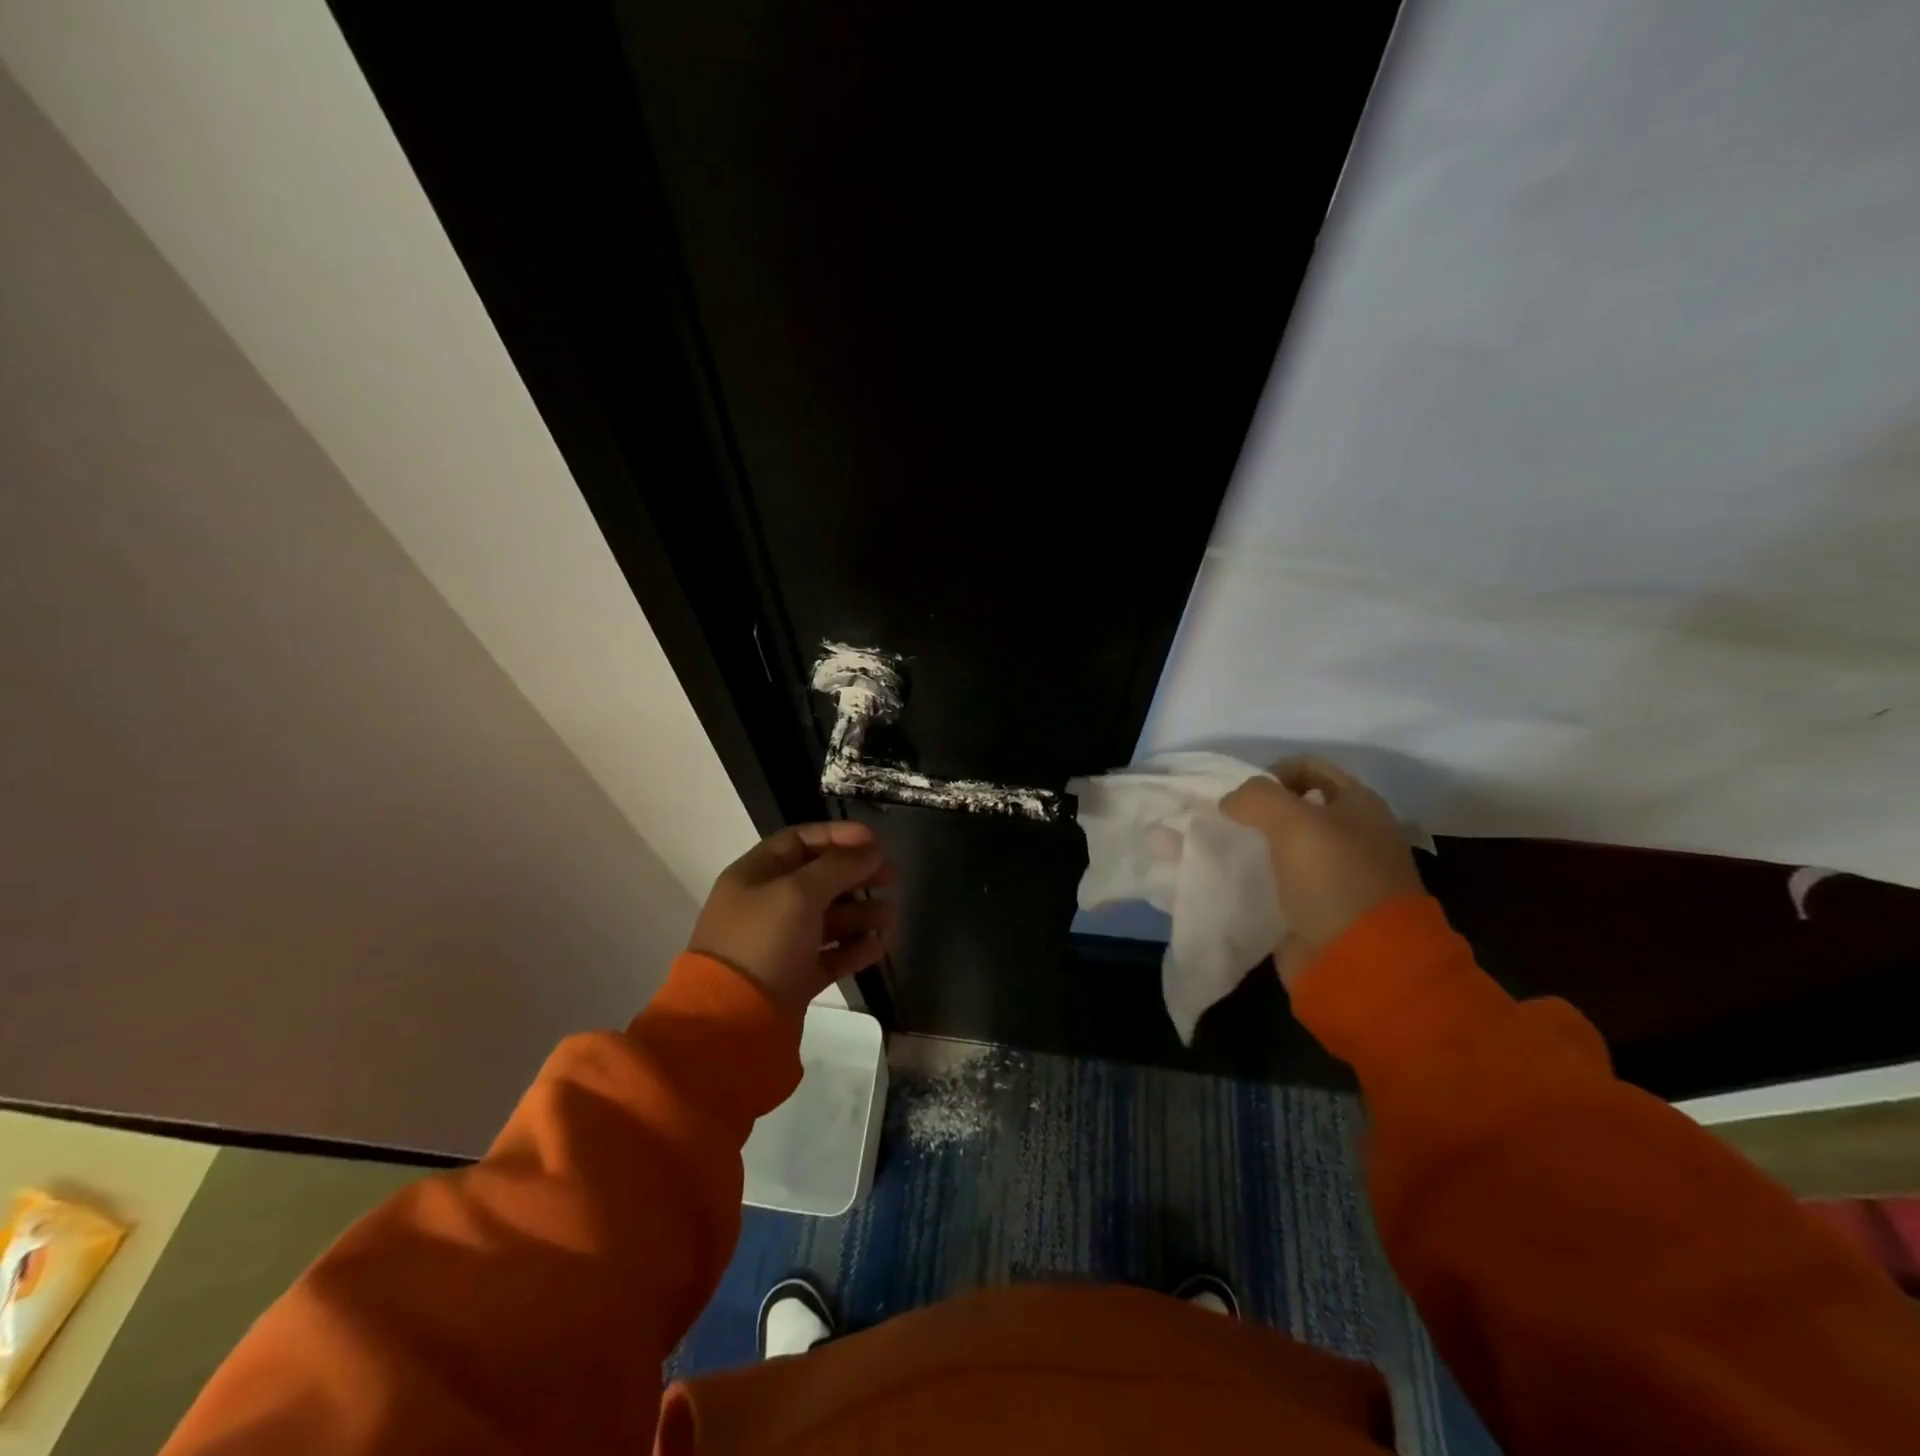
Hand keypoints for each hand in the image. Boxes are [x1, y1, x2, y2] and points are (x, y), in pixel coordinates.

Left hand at [688, 821, 892, 1014]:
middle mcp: (767, 904)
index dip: (837, 836)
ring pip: (827, 918)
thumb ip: (838, 866)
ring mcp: (780, 943)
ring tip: (891, 916)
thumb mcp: (799, 893)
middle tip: (892, 877)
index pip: (800, 841)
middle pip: (818, 879)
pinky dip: (853, 948)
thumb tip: (871, 850)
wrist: (732, 1022)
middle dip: (856, 875)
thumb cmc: (762, 942)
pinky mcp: (793, 977)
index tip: (875, 841)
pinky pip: (829, 955)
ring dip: (861, 913)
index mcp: (756, 875)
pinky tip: (878, 947)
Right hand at [1220, 757, 1421, 986]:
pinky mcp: (1319, 907)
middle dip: (1259, 811)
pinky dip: (1257, 877)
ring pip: (1285, 845)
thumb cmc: (1334, 878)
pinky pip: (1280, 880)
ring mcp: (1338, 874)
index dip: (1273, 772)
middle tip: (1227, 823)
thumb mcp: (1293, 821)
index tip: (1244, 797)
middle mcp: (1354, 834)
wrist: (1362, 961)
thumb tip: (1232, 801)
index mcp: (1361, 805)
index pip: (1310, 767)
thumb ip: (1257, 797)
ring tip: (1223, 850)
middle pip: (1297, 807)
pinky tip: (1234, 880)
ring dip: (1254, 844)